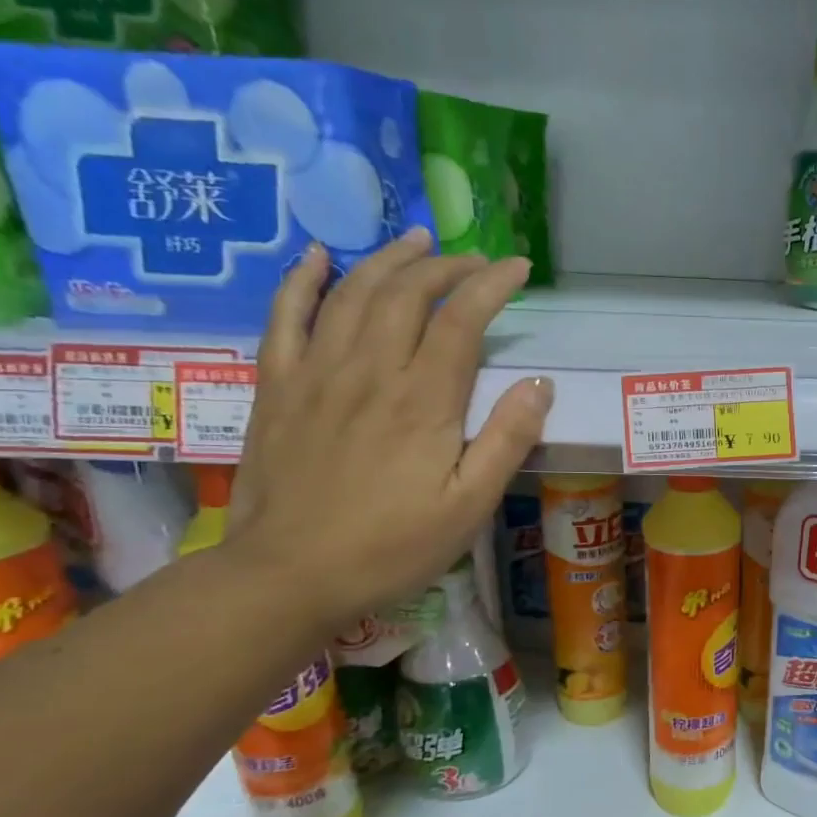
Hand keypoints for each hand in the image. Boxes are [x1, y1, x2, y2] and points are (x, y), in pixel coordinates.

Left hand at [225, 230, 550, 634]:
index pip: (463, 320)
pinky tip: (319, 257)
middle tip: (475, 262)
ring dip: (389, 259)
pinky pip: (285, 316)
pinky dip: (302, 279)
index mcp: (423, 401)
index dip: (493, 285)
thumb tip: (539, 384)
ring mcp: (316, 373)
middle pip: (408, 293)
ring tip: (417, 242)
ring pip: (353, 293)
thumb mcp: (469, 506)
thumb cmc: (392, 547)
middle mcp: (369, 371)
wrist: (288, 574)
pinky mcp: (277, 386)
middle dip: (447, 267)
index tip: (519, 268)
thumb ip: (506, 441)